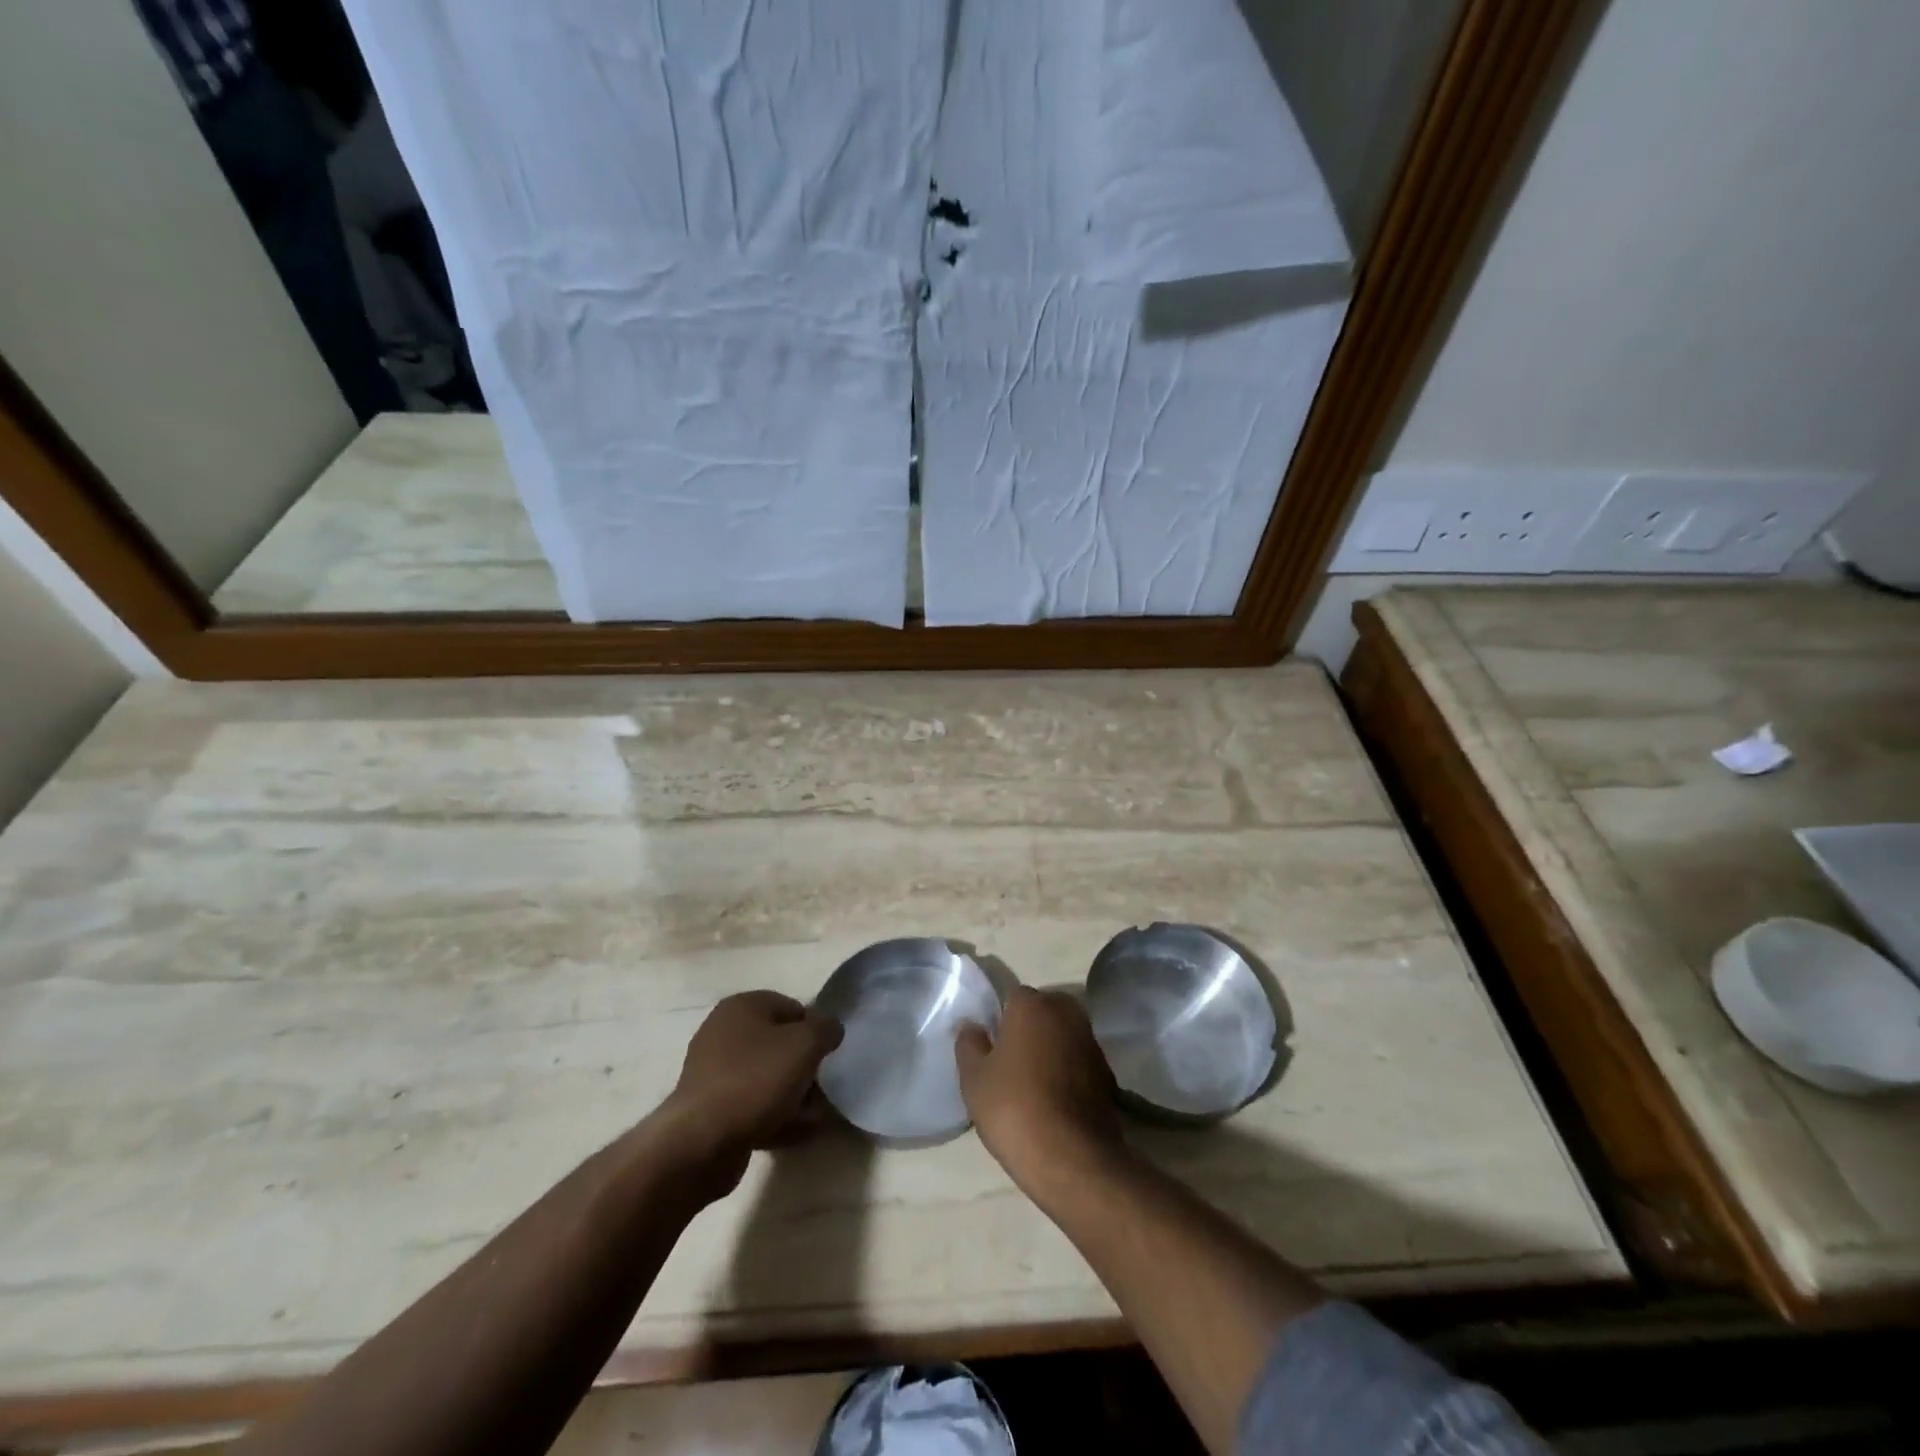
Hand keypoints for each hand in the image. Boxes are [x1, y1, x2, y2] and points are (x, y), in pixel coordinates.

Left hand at [664, 992, 842, 1194]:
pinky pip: (753, 1105)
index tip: (827, 1055)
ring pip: (767, 1077)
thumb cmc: (756, 1079)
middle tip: (821, 1087)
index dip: (814, 1029)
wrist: (701, 1142)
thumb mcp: (805, 1044)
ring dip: (793, 1095)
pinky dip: (774, 1116)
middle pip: (779, 1044)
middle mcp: (723, 1033)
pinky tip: (796, 1133)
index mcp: (742, 1007)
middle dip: (804, 1066)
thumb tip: (830, 1028)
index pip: (792, 1007)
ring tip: (813, 1116)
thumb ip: (826, 1028)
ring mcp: (714, 1072)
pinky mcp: (711, 1109)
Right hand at [956, 987, 1124, 1195]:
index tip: (992, 1049)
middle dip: (1029, 1030)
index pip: (1012, 998)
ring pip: (1062, 1036)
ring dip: (1051, 1050)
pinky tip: (1055, 1101)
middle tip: (1011, 1064)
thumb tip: (972, 1027)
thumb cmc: (1014, 1108)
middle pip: (1042, 1012)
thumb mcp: (974, 1079)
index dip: (1000, 1021)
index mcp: (1032, 1005)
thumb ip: (969, 1045)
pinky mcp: (1107, 1073)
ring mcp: (1091, 1042)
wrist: (1072, 1158)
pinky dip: (1068, 1072)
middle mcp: (1066, 1013)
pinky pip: (1079, 1061)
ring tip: (1032, 1086)